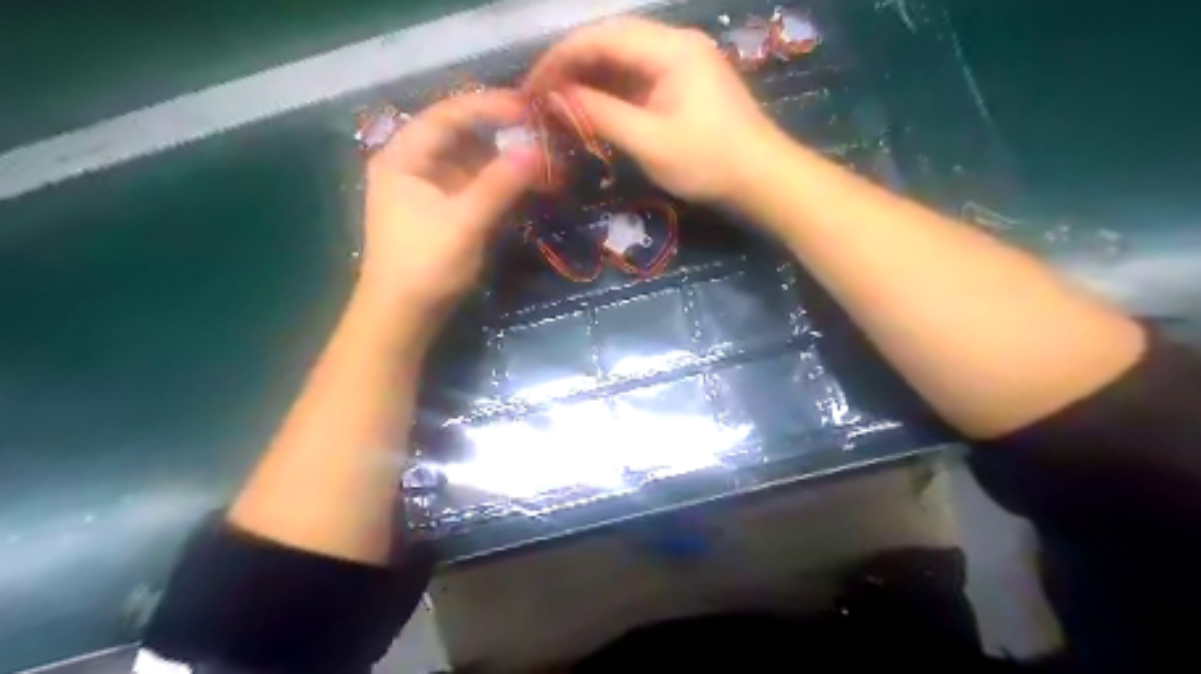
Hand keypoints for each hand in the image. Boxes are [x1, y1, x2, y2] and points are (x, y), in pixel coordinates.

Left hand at [360, 90, 540, 317]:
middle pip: (461, 137)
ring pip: (471, 163)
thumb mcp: (465, 222)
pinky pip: (474, 187)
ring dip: (504, 162)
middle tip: (542, 135)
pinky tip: (525, 187)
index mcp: (403, 157)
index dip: (488, 106)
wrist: (402, 317)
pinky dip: (499, 185)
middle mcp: (412, 166)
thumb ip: (501, 183)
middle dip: (502, 136)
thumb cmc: (425, 265)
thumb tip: (538, 149)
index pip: (448, 115)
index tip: (529, 107)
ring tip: (542, 162)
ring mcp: (427, 190)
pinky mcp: (442, 213)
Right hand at [526, 18, 778, 202]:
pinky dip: (612, 93)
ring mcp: (682, 63)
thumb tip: (554, 99)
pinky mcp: (684, 84)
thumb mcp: (649, 141)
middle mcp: (675, 43)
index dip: (560, 58)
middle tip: (539, 97)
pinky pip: (639, 79)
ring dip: (590, 80)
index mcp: (670, 47)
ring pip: (623, 61)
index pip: (601, 36)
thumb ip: (600, 114)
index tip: (531, 87)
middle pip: (611, 42)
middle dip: (571, 67)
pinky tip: (592, 110)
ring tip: (558, 105)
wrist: (762, 179)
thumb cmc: (709, 161)